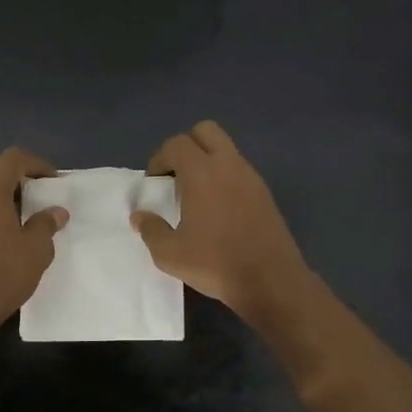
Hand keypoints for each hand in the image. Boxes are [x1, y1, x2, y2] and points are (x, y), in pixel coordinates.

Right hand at [132, 120, 310, 319]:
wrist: (270, 280)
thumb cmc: (216, 263)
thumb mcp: (170, 254)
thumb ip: (151, 230)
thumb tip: (140, 216)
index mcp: (202, 172)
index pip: (176, 144)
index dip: (159, 158)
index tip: (154, 183)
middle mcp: (228, 165)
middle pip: (205, 131)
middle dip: (186, 147)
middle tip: (176, 177)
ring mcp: (251, 177)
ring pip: (226, 149)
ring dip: (207, 161)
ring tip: (196, 196)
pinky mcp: (265, 193)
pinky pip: (239, 170)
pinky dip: (225, 177)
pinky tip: (218, 210)